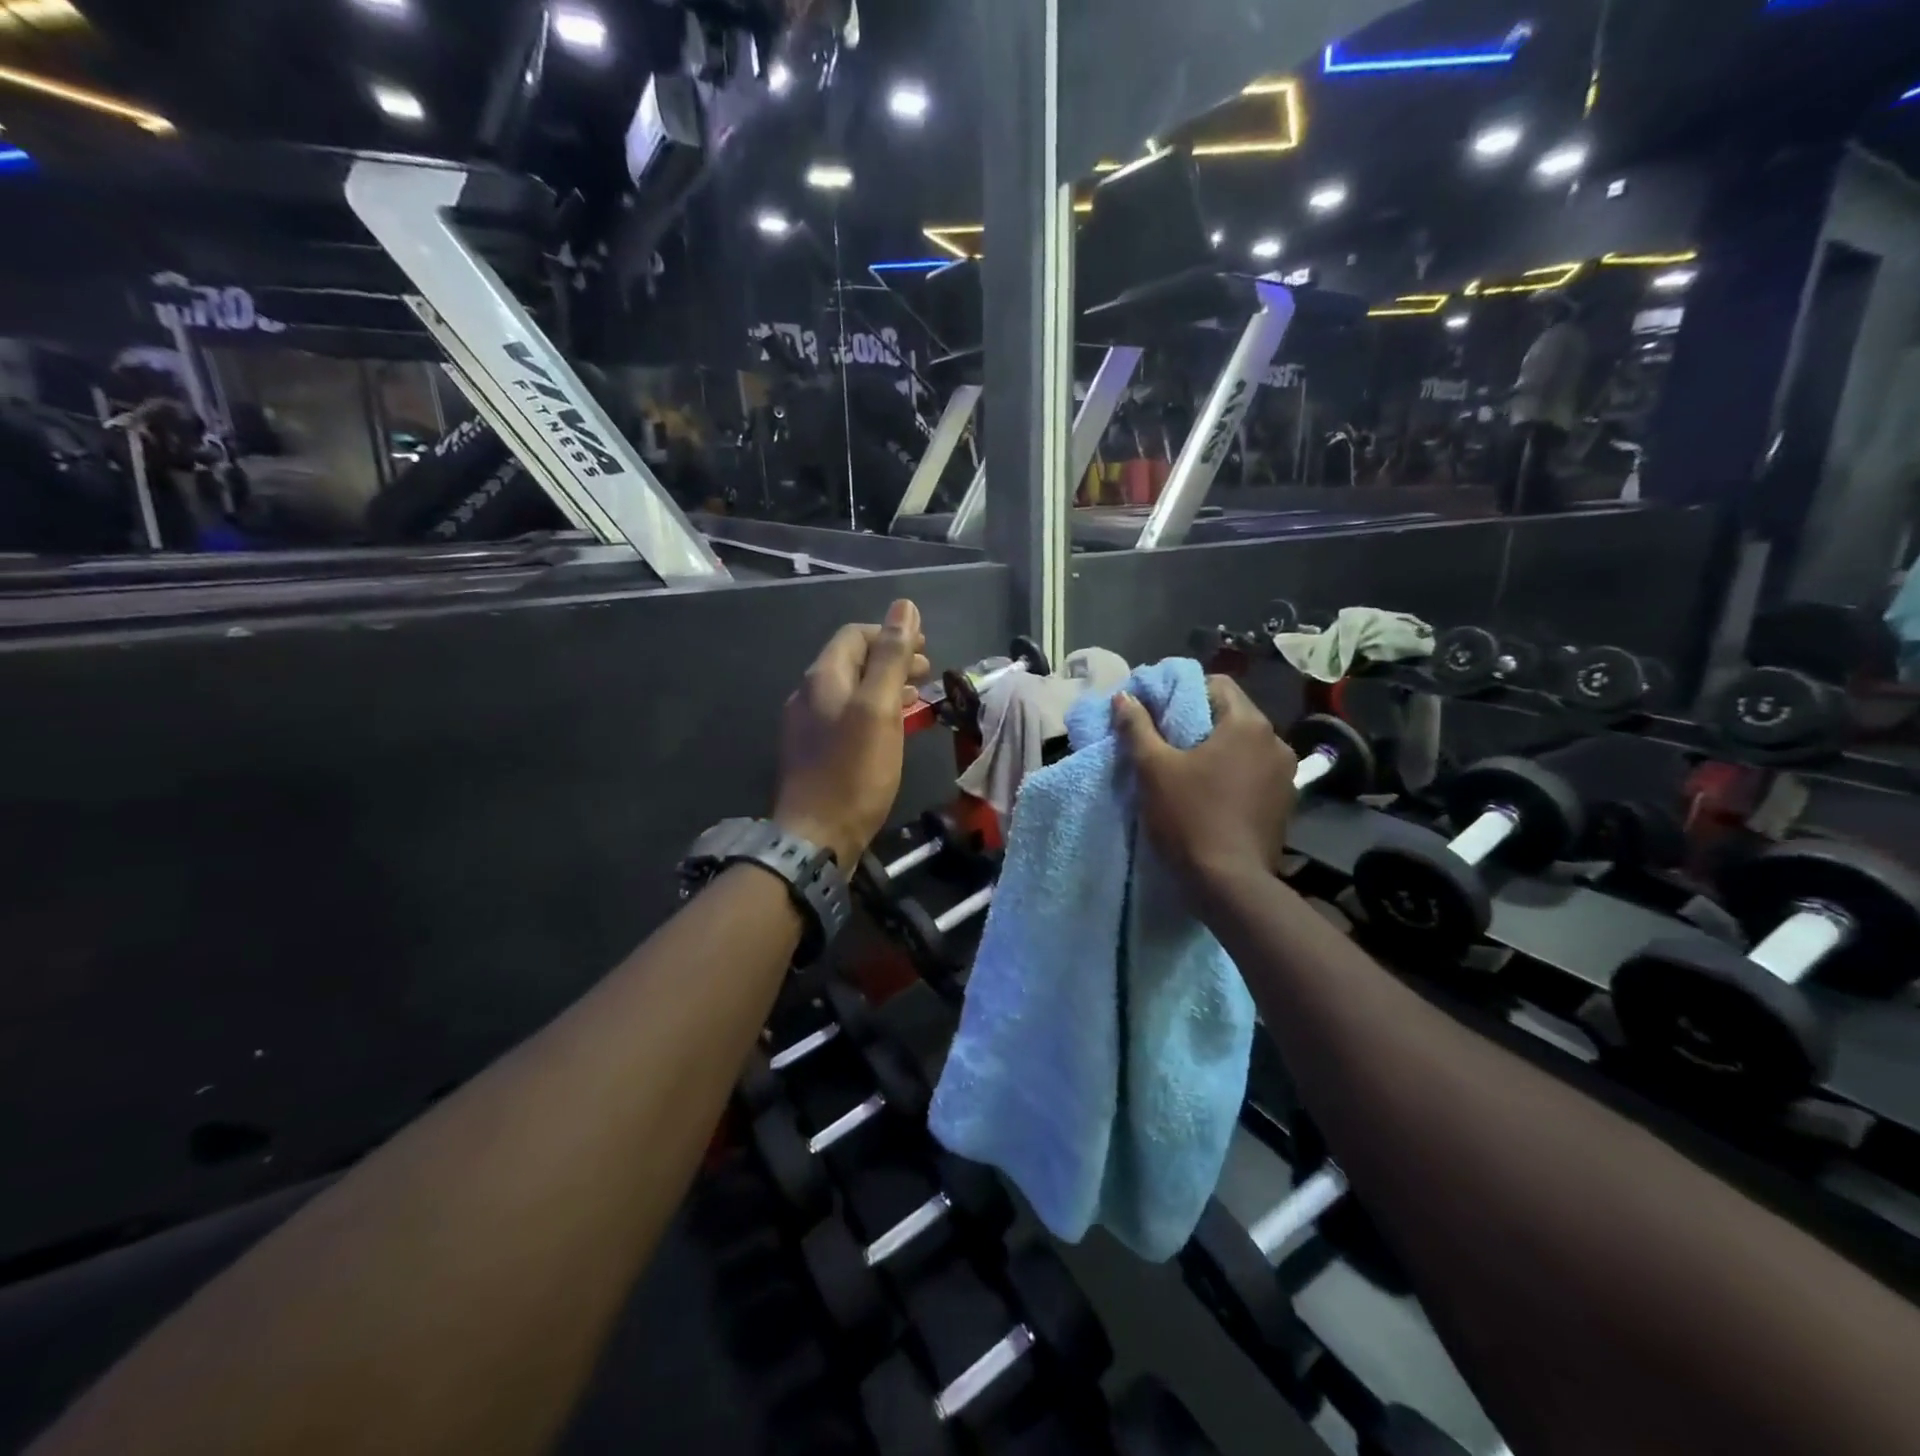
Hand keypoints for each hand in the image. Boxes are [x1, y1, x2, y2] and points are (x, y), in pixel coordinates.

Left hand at [774, 600, 929, 868]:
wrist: (817, 836)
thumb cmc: (854, 771)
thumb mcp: (878, 708)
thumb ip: (891, 656)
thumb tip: (904, 606)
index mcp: (823, 678)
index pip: (855, 636)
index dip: (890, 633)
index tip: (924, 647)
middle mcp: (809, 695)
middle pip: (852, 662)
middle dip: (890, 659)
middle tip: (926, 672)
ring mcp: (808, 725)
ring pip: (851, 691)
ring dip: (884, 686)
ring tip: (916, 698)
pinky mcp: (814, 752)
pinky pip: (847, 718)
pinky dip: (873, 712)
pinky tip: (892, 730)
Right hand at [1112, 675, 1298, 891]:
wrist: (1229, 884)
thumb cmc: (1189, 817)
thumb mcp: (1153, 769)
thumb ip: (1137, 728)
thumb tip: (1123, 698)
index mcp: (1248, 724)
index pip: (1217, 684)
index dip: (1184, 691)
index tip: (1159, 712)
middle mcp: (1276, 741)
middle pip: (1232, 714)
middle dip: (1199, 722)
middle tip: (1166, 741)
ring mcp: (1286, 775)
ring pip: (1244, 746)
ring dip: (1217, 750)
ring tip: (1187, 770)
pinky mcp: (1285, 804)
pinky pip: (1254, 773)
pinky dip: (1233, 774)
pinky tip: (1211, 795)